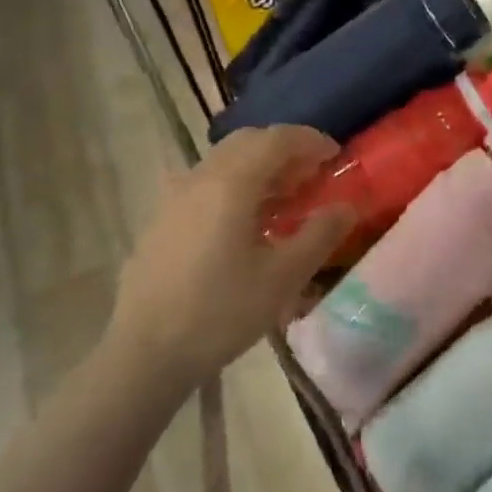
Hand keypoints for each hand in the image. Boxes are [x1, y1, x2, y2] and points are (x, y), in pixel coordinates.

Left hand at [107, 126, 353, 391]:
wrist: (144, 353)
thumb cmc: (220, 312)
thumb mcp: (283, 277)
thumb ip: (320, 235)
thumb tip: (346, 206)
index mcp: (232, 182)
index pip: (277, 138)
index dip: (311, 141)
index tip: (335, 157)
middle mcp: (201, 176)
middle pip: (249, 141)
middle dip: (285, 149)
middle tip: (311, 176)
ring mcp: (176, 195)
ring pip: (225, 160)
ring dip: (259, 166)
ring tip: (283, 200)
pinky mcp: (162, 217)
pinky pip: (205, 182)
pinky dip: (233, 184)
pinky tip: (242, 221)